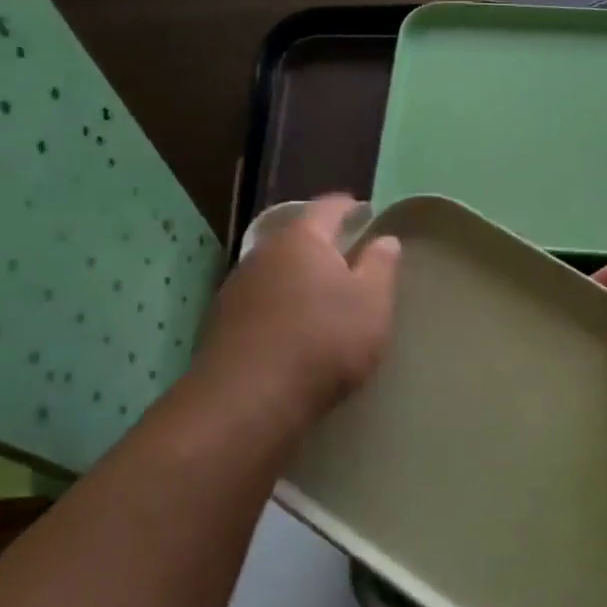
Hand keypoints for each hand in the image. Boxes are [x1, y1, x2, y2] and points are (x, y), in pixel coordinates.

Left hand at [192, 196, 400, 425]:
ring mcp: (237, 287)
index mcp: (302, 239)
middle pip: (298, 238)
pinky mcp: (223, 322)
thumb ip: (380, 266)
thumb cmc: (324, 341)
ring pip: (277, 271)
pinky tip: (293, 328)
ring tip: (322, 297)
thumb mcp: (372, 303)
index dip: (350, 206)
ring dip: (299, 278)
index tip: (365, 211)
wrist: (249, 399)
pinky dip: (281, 306)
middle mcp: (263, 253)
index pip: (328, 207)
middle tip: (349, 258)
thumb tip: (384, 239)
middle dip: (322, 245)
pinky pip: (262, 302)